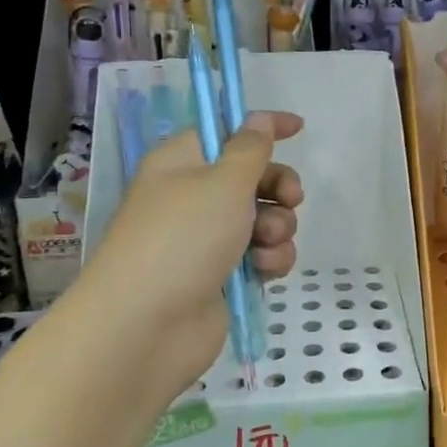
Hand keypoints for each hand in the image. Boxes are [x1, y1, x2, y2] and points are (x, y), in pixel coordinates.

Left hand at [76, 111, 304, 402]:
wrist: (147, 327)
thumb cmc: (183, 239)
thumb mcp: (223, 182)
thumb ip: (250, 148)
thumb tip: (258, 119)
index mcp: (182, 163)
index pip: (225, 131)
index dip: (261, 127)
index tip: (299, 128)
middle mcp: (193, 197)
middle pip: (251, 177)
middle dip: (278, 187)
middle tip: (290, 199)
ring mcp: (207, 239)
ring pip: (262, 219)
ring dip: (277, 227)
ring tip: (266, 243)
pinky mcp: (221, 276)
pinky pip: (260, 255)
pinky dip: (269, 259)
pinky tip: (264, 270)